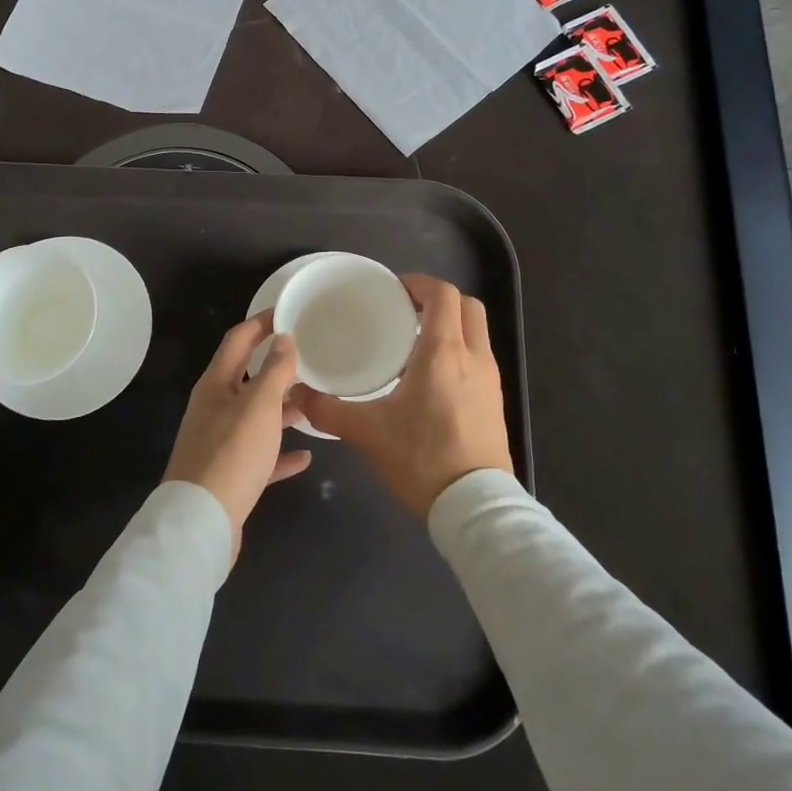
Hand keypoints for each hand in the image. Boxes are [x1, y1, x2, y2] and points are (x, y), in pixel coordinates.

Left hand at [163, 311, 312, 562]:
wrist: (201, 523)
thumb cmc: (232, 453)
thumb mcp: (259, 405)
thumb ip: (275, 370)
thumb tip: (284, 338)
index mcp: (216, 384)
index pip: (238, 339)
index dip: (261, 322)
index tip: (289, 312)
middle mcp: (214, 408)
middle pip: (247, 377)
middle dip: (276, 366)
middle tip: (310, 358)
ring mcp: (220, 443)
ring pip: (256, 417)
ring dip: (282, 409)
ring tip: (314, 402)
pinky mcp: (229, 475)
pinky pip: (260, 455)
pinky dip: (280, 452)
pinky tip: (306, 456)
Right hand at [292, 274, 511, 518]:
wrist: (475, 507)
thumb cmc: (422, 458)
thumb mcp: (367, 432)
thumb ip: (327, 409)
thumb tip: (296, 393)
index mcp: (443, 352)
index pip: (442, 294)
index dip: (418, 283)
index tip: (392, 289)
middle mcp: (473, 357)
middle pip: (467, 306)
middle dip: (437, 299)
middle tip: (404, 309)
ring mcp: (490, 379)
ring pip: (476, 331)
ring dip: (450, 325)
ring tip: (412, 342)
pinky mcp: (495, 401)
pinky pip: (478, 357)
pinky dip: (458, 350)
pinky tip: (429, 377)